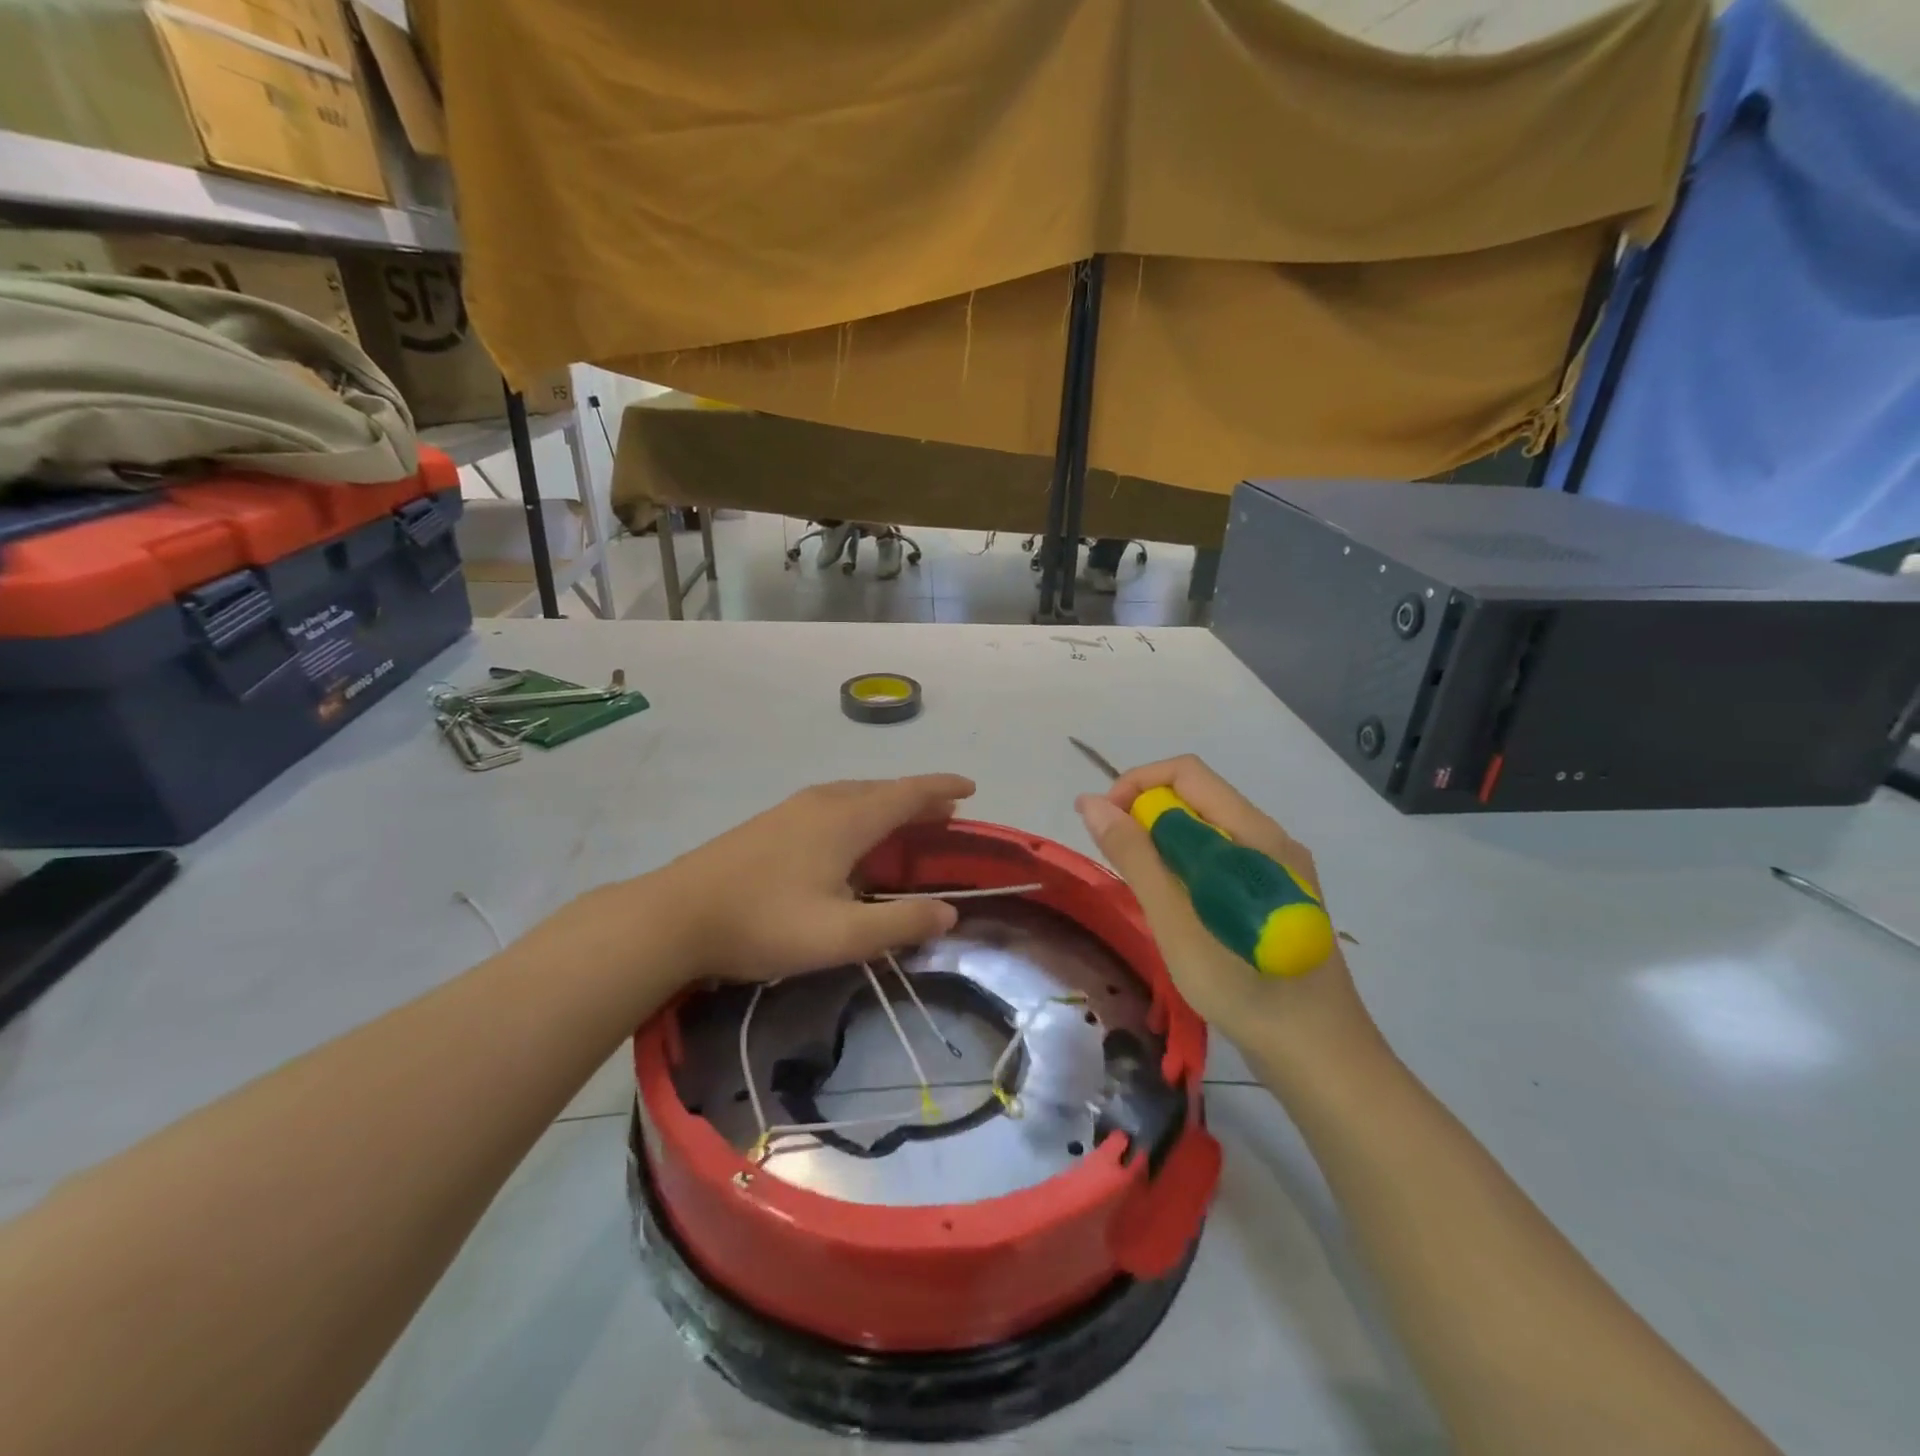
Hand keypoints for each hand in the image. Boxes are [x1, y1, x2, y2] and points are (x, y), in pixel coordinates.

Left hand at [660, 774, 976, 982]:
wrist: (674, 915)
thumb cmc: (763, 922)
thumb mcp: (840, 935)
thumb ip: (900, 924)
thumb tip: (949, 913)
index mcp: (846, 819)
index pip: (907, 793)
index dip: (942, 789)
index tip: (970, 788)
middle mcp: (823, 802)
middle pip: (883, 790)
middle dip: (918, 799)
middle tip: (946, 816)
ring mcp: (792, 809)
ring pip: (854, 795)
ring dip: (887, 805)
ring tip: (906, 824)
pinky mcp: (771, 823)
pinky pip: (832, 805)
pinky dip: (860, 813)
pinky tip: (851, 840)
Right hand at [1076, 756, 1377, 1064]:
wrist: (1321, 1059)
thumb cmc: (1245, 990)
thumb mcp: (1177, 923)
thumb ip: (1135, 857)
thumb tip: (1091, 803)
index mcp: (1254, 834)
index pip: (1185, 774)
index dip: (1135, 786)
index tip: (1103, 825)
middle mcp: (1270, 839)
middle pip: (1196, 798)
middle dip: (1145, 817)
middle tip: (1118, 865)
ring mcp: (1277, 869)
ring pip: (1206, 831)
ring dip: (1163, 846)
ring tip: (1143, 892)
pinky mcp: (1275, 896)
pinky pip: (1220, 859)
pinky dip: (1185, 869)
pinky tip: (1176, 910)